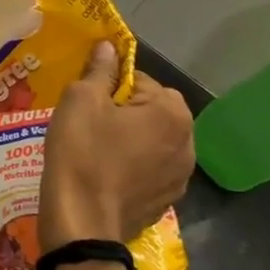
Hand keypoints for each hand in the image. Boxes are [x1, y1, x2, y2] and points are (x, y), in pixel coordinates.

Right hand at [41, 40, 194, 249]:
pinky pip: (150, 170)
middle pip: (152, 111)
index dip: (110, 86)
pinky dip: (133, 167)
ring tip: (97, 150)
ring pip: (153, 142)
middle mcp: (188, 142)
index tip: (88, 100)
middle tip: (90, 123)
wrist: (82, 222)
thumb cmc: (82, 152)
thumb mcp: (81, 100)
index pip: (140, 80)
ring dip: (131, 140)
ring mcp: (181, 176)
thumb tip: (109, 46)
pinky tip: (106, 175)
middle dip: (125, 112)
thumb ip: (100, 70)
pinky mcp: (167, 201)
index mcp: (172, 111)